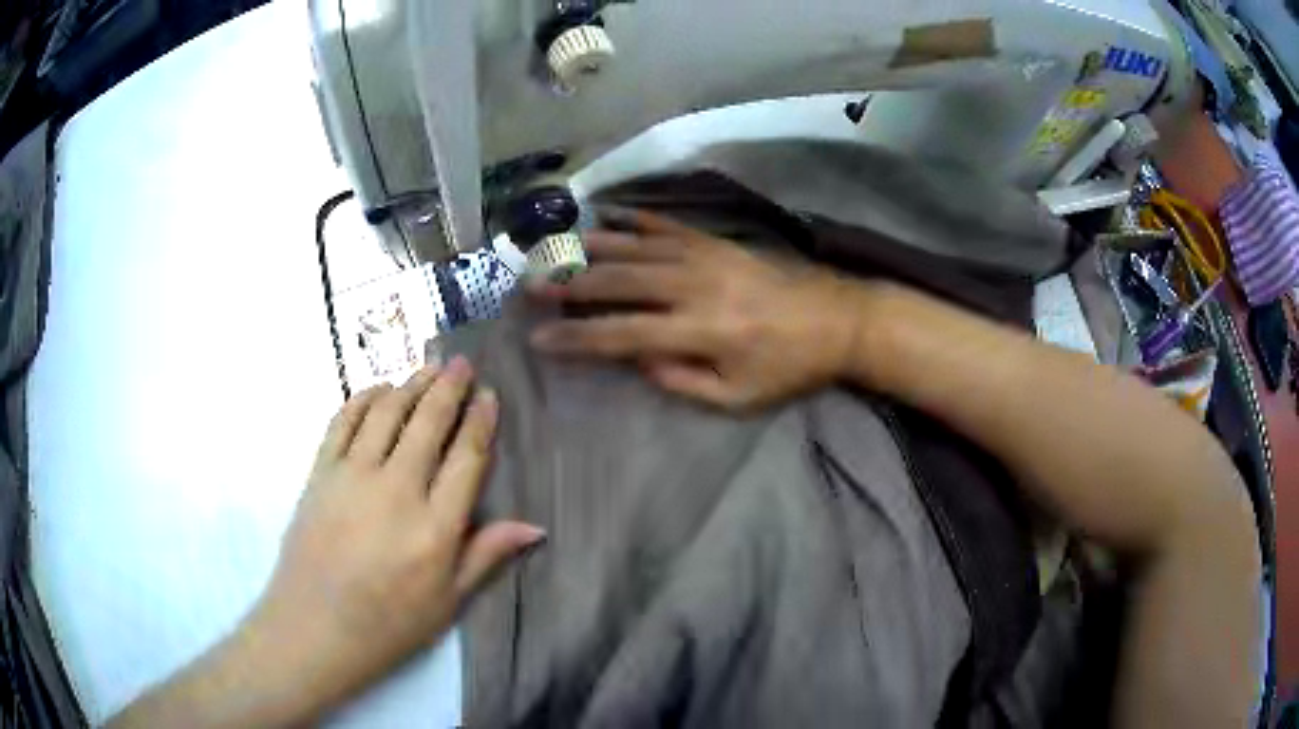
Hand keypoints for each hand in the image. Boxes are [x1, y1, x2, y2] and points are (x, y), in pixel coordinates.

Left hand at [248, 358, 542, 716]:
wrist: (314, 628)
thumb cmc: (388, 624)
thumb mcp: (447, 602)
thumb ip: (486, 556)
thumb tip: (535, 527)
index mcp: (435, 528)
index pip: (466, 459)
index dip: (480, 421)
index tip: (489, 394)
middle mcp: (396, 491)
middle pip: (427, 423)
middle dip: (448, 386)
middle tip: (461, 362)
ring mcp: (352, 476)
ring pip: (386, 413)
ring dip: (410, 384)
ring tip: (427, 368)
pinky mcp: (320, 473)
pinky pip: (343, 421)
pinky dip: (363, 398)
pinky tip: (379, 390)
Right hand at [528, 210, 872, 410]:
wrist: (837, 318)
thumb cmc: (789, 367)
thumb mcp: (739, 397)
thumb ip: (683, 381)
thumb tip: (637, 358)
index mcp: (700, 332)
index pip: (622, 335)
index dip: (577, 338)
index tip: (539, 339)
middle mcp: (694, 287)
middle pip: (619, 283)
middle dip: (569, 285)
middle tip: (529, 286)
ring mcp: (705, 256)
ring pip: (635, 249)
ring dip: (590, 249)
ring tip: (553, 250)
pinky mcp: (716, 241)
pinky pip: (666, 227)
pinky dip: (634, 222)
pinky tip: (607, 218)